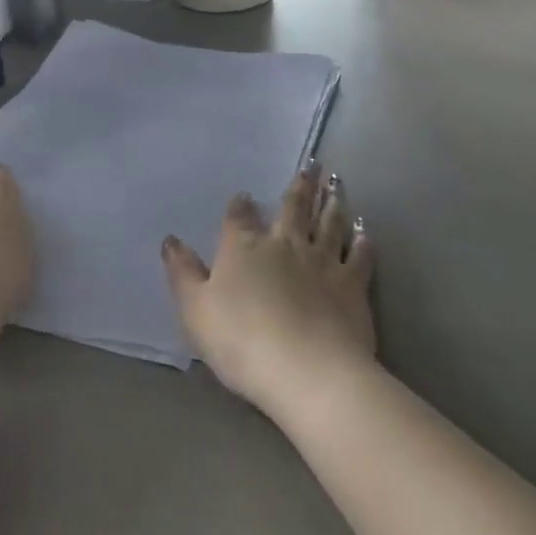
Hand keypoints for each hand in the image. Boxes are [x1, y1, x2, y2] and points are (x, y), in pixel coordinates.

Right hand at [162, 165, 377, 415]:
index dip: (240, 206)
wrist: (306, 369)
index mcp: (244, 248)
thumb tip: (171, 241)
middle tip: (312, 165)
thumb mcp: (196, 310)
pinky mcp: (353, 282)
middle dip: (300, 186)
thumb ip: (183, 273)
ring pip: (329, 222)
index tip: (243, 195)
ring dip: (332, 202)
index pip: (239, 218)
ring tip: (337, 184)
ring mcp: (323, 260)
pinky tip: (365, 231)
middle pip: (293, 208)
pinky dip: (363, 240)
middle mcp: (285, 244)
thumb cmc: (241, 341)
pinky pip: (360, 254)